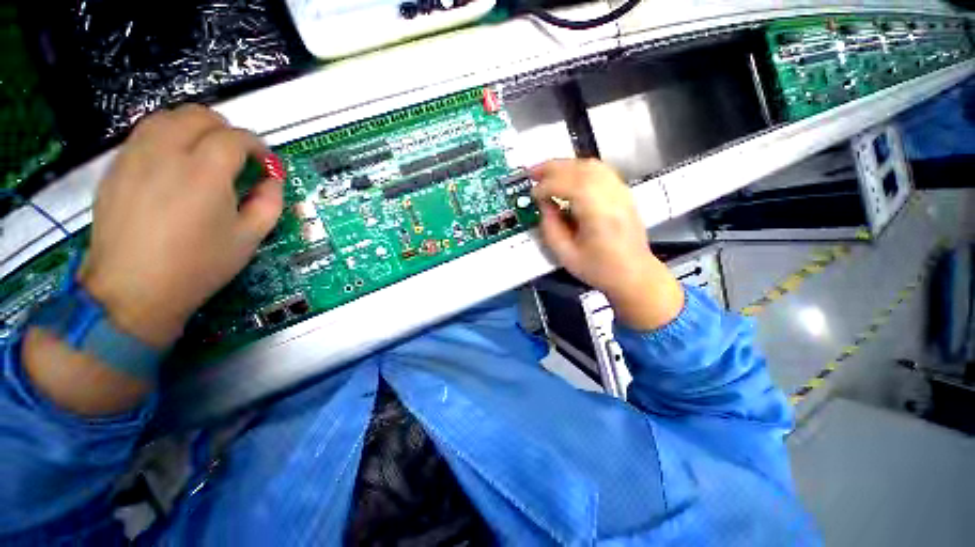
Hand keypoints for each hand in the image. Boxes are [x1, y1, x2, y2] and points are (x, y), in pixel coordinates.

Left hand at [79, 105, 283, 348]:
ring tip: (205, 152)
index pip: (236, 137)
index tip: (265, 162)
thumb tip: (273, 181)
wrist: (133, 290)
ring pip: (168, 117)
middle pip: (199, 116)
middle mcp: (167, 153)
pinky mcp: (116, 167)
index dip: (257, 146)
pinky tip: (175, 162)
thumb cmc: (198, 266)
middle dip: (226, 129)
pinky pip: (144, 134)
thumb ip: (269, 203)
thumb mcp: (249, 238)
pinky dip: (166, 136)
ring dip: (194, 127)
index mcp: (205, 173)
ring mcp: (135, 157)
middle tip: (237, 154)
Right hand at [531, 159, 683, 329]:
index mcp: (598, 213)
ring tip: (547, 172)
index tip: (532, 195)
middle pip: (580, 168)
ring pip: (591, 165)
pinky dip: (579, 169)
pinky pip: (600, 171)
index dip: (546, 187)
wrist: (634, 273)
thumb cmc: (599, 268)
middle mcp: (612, 195)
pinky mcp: (623, 192)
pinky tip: (568, 177)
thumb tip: (544, 204)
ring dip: (566, 165)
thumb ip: (550, 227)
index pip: (568, 185)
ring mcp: (620, 191)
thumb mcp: (566, 255)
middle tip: (532, 173)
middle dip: (552, 167)